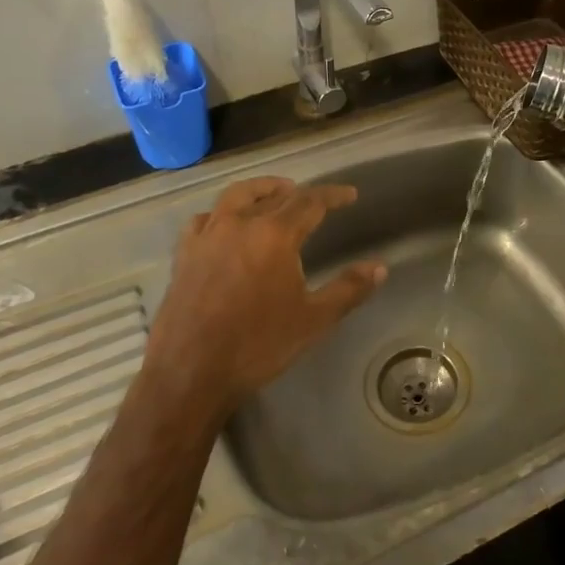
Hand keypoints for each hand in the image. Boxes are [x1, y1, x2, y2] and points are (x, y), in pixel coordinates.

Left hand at [145, 177, 385, 418]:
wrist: (190, 373)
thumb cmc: (258, 346)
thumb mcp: (314, 320)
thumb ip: (348, 289)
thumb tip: (380, 268)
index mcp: (274, 235)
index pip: (310, 202)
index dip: (333, 195)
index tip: (350, 194)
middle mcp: (239, 225)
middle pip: (272, 195)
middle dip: (297, 192)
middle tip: (313, 199)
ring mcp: (207, 237)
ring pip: (234, 197)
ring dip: (259, 191)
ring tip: (274, 195)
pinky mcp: (184, 255)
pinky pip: (203, 220)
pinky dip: (220, 214)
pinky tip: (225, 225)